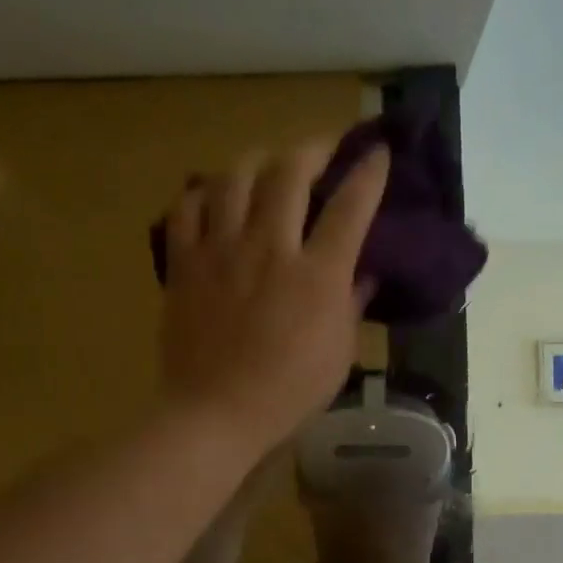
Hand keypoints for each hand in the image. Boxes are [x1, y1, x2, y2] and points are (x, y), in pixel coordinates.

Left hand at [158, 140, 388, 452]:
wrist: (215, 413)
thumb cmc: (286, 392)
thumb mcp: (338, 354)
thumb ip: (352, 305)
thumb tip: (363, 273)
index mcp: (316, 274)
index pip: (350, 206)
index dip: (368, 172)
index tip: (377, 152)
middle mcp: (269, 248)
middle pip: (289, 172)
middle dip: (312, 150)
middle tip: (320, 153)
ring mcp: (221, 251)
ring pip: (235, 178)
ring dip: (256, 162)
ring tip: (265, 167)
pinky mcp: (184, 264)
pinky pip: (186, 209)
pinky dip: (201, 194)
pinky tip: (212, 199)